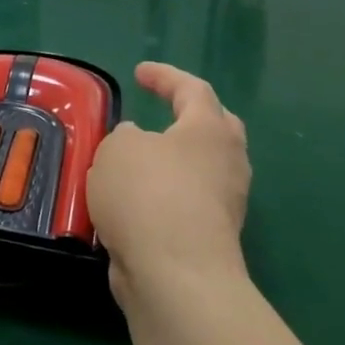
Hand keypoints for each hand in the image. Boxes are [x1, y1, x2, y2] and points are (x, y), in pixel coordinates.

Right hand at [88, 63, 251, 317]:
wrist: (174, 272)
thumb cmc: (147, 194)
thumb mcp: (118, 149)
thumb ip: (125, 137)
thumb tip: (139, 143)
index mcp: (209, 130)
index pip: (192, 89)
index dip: (165, 76)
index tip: (140, 72)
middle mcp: (227, 162)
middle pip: (216, 127)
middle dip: (191, 115)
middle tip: (165, 110)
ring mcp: (224, 202)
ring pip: (202, 167)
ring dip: (174, 159)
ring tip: (137, 159)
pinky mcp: (210, 235)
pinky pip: (187, 200)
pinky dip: (163, 192)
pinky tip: (133, 200)